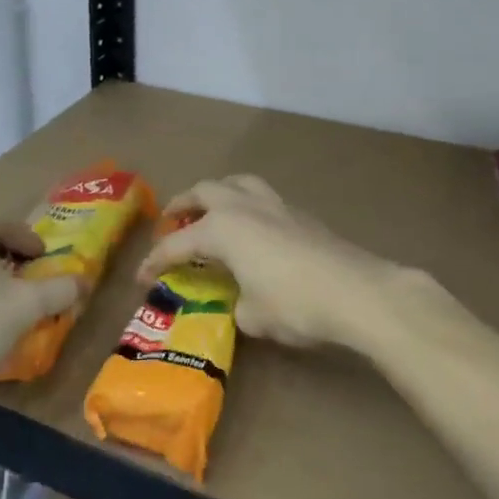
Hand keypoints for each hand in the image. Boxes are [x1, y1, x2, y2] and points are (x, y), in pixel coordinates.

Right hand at [136, 175, 416, 355]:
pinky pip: (263, 198)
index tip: (142, 277)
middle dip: (182, 205)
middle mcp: (243, 207)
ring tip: (211, 211)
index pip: (177, 244)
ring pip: (237, 182)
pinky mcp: (301, 214)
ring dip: (217, 193)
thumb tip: (242, 302)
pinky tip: (253, 229)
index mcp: (222, 229)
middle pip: (204, 191)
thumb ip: (237, 304)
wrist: (357, 292)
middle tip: (170, 221)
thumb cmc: (295, 304)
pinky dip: (247, 205)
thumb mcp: (253, 316)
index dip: (155, 261)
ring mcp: (275, 205)